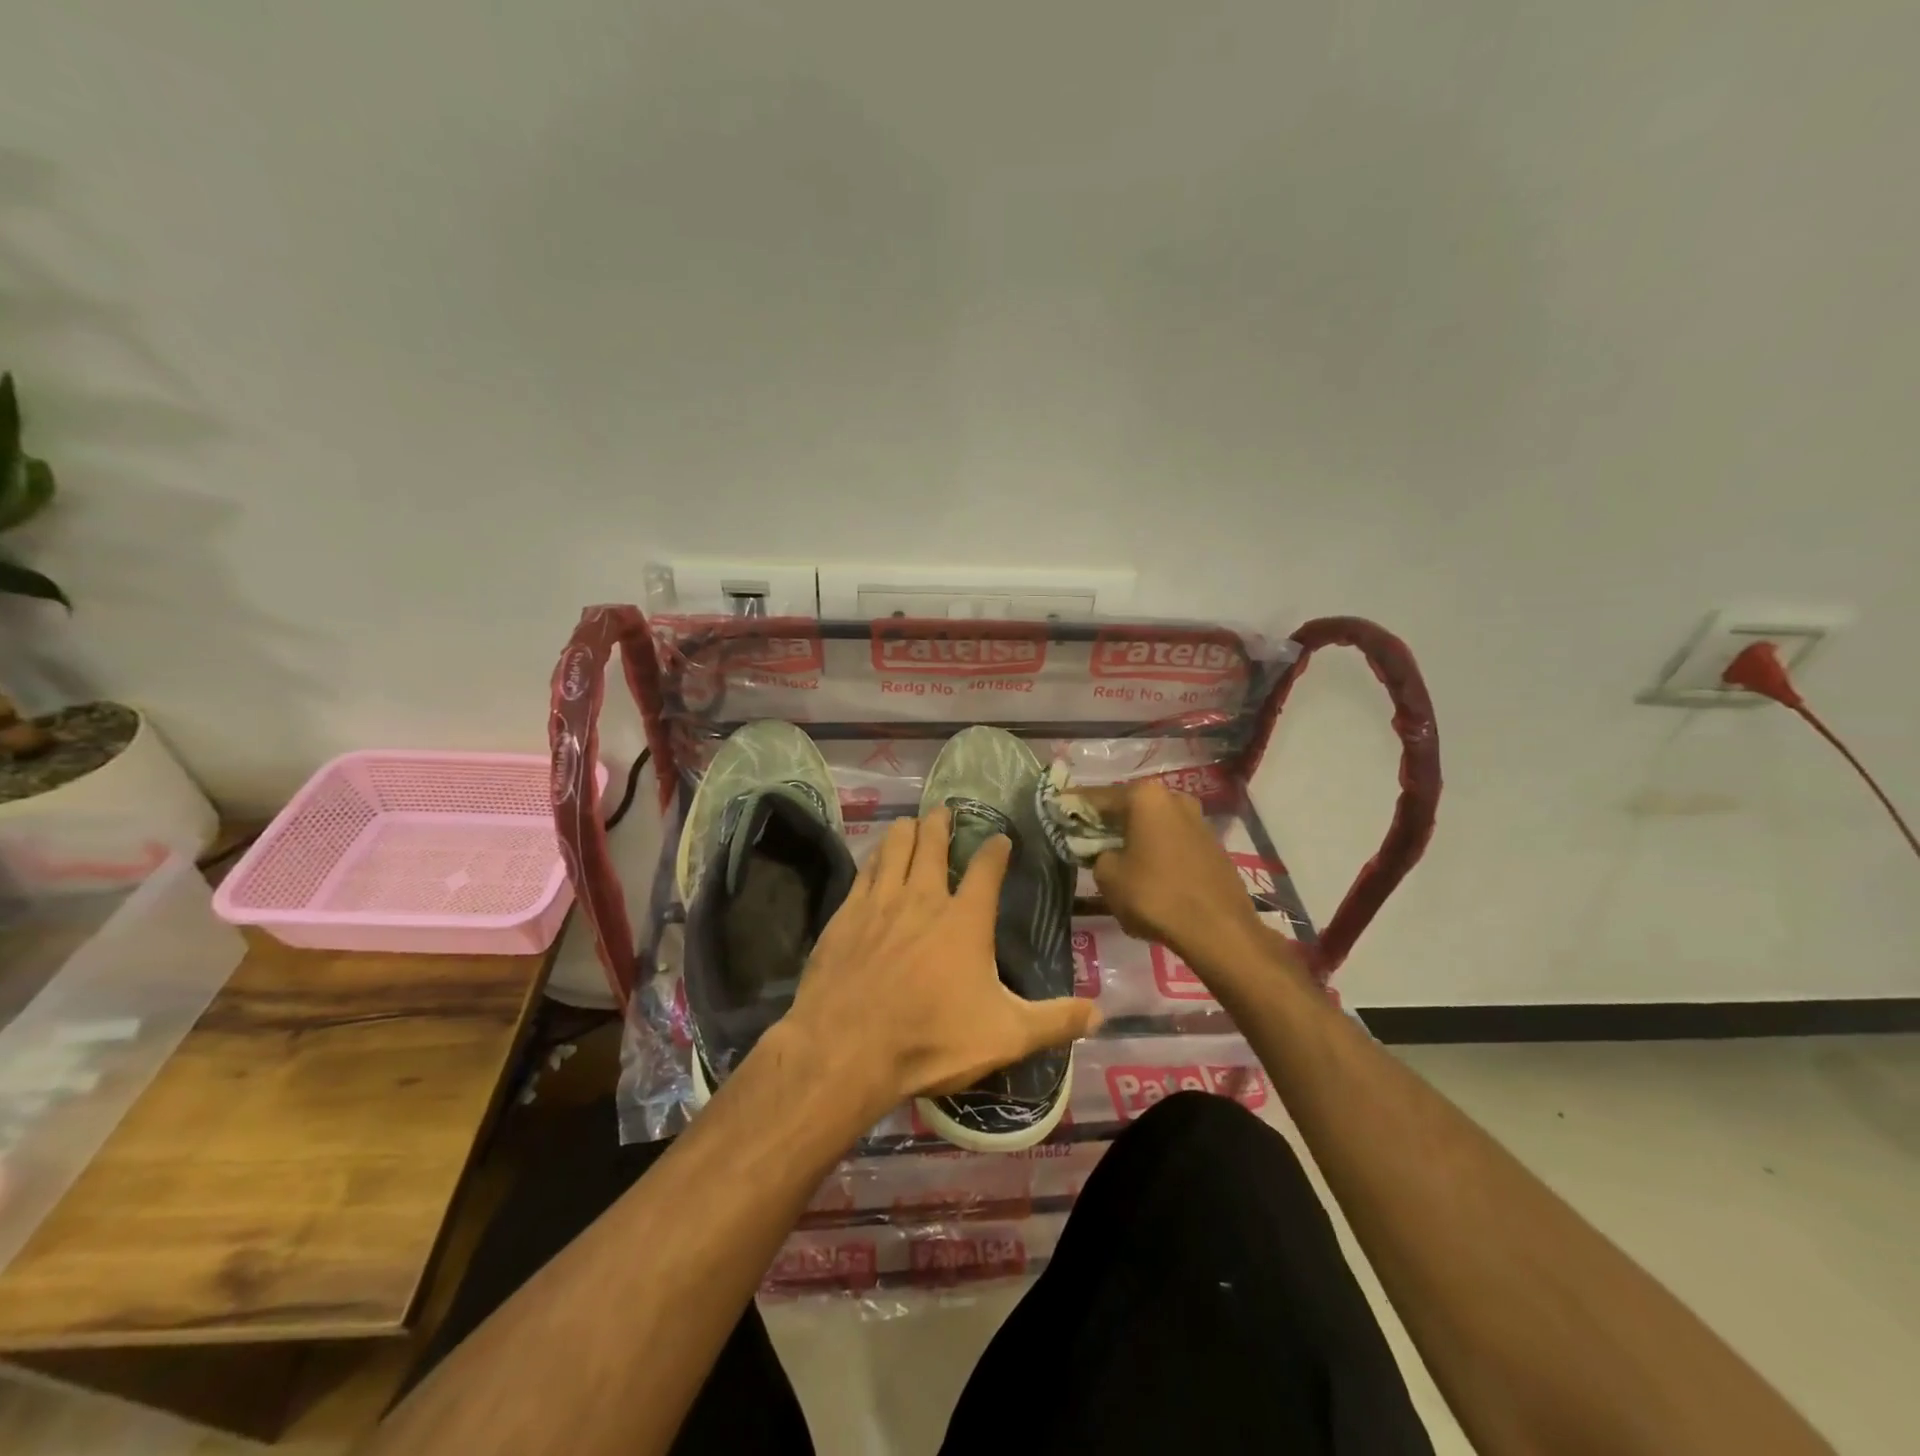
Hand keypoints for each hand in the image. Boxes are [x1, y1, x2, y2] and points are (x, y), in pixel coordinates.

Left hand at [780, 807, 1101, 1120]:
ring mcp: (880, 901)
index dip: (996, 850)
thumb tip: (1101, 1014)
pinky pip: (863, 870)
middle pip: (932, 843)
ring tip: (912, 823)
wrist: (846, 1049)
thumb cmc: (931, 1040)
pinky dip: (875, 856)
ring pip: (894, 847)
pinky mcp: (845, 914)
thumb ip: (1054, 1022)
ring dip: (906, 831)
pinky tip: (875, 857)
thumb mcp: (1005, 1036)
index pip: (986, 869)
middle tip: (944, 810)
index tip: (1001, 839)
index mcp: (964, 920)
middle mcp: (922, 897)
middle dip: (941, 823)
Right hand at [1074, 780, 1268, 971]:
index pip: (1097, 797)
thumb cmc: (1155, 895)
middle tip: (1084, 836)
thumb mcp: (1108, 876)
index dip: (1073, 806)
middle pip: (1129, 807)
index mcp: (1145, 797)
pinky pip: (1172, 841)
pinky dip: (1155, 850)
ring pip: (1153, 824)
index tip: (1056, 809)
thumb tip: (1106, 853)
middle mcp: (1173, 798)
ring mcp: (1198, 820)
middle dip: (1107, 821)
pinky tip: (1146, 871)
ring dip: (1133, 836)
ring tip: (1115, 855)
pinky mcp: (1212, 845)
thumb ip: (1097, 854)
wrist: (1218, 929)